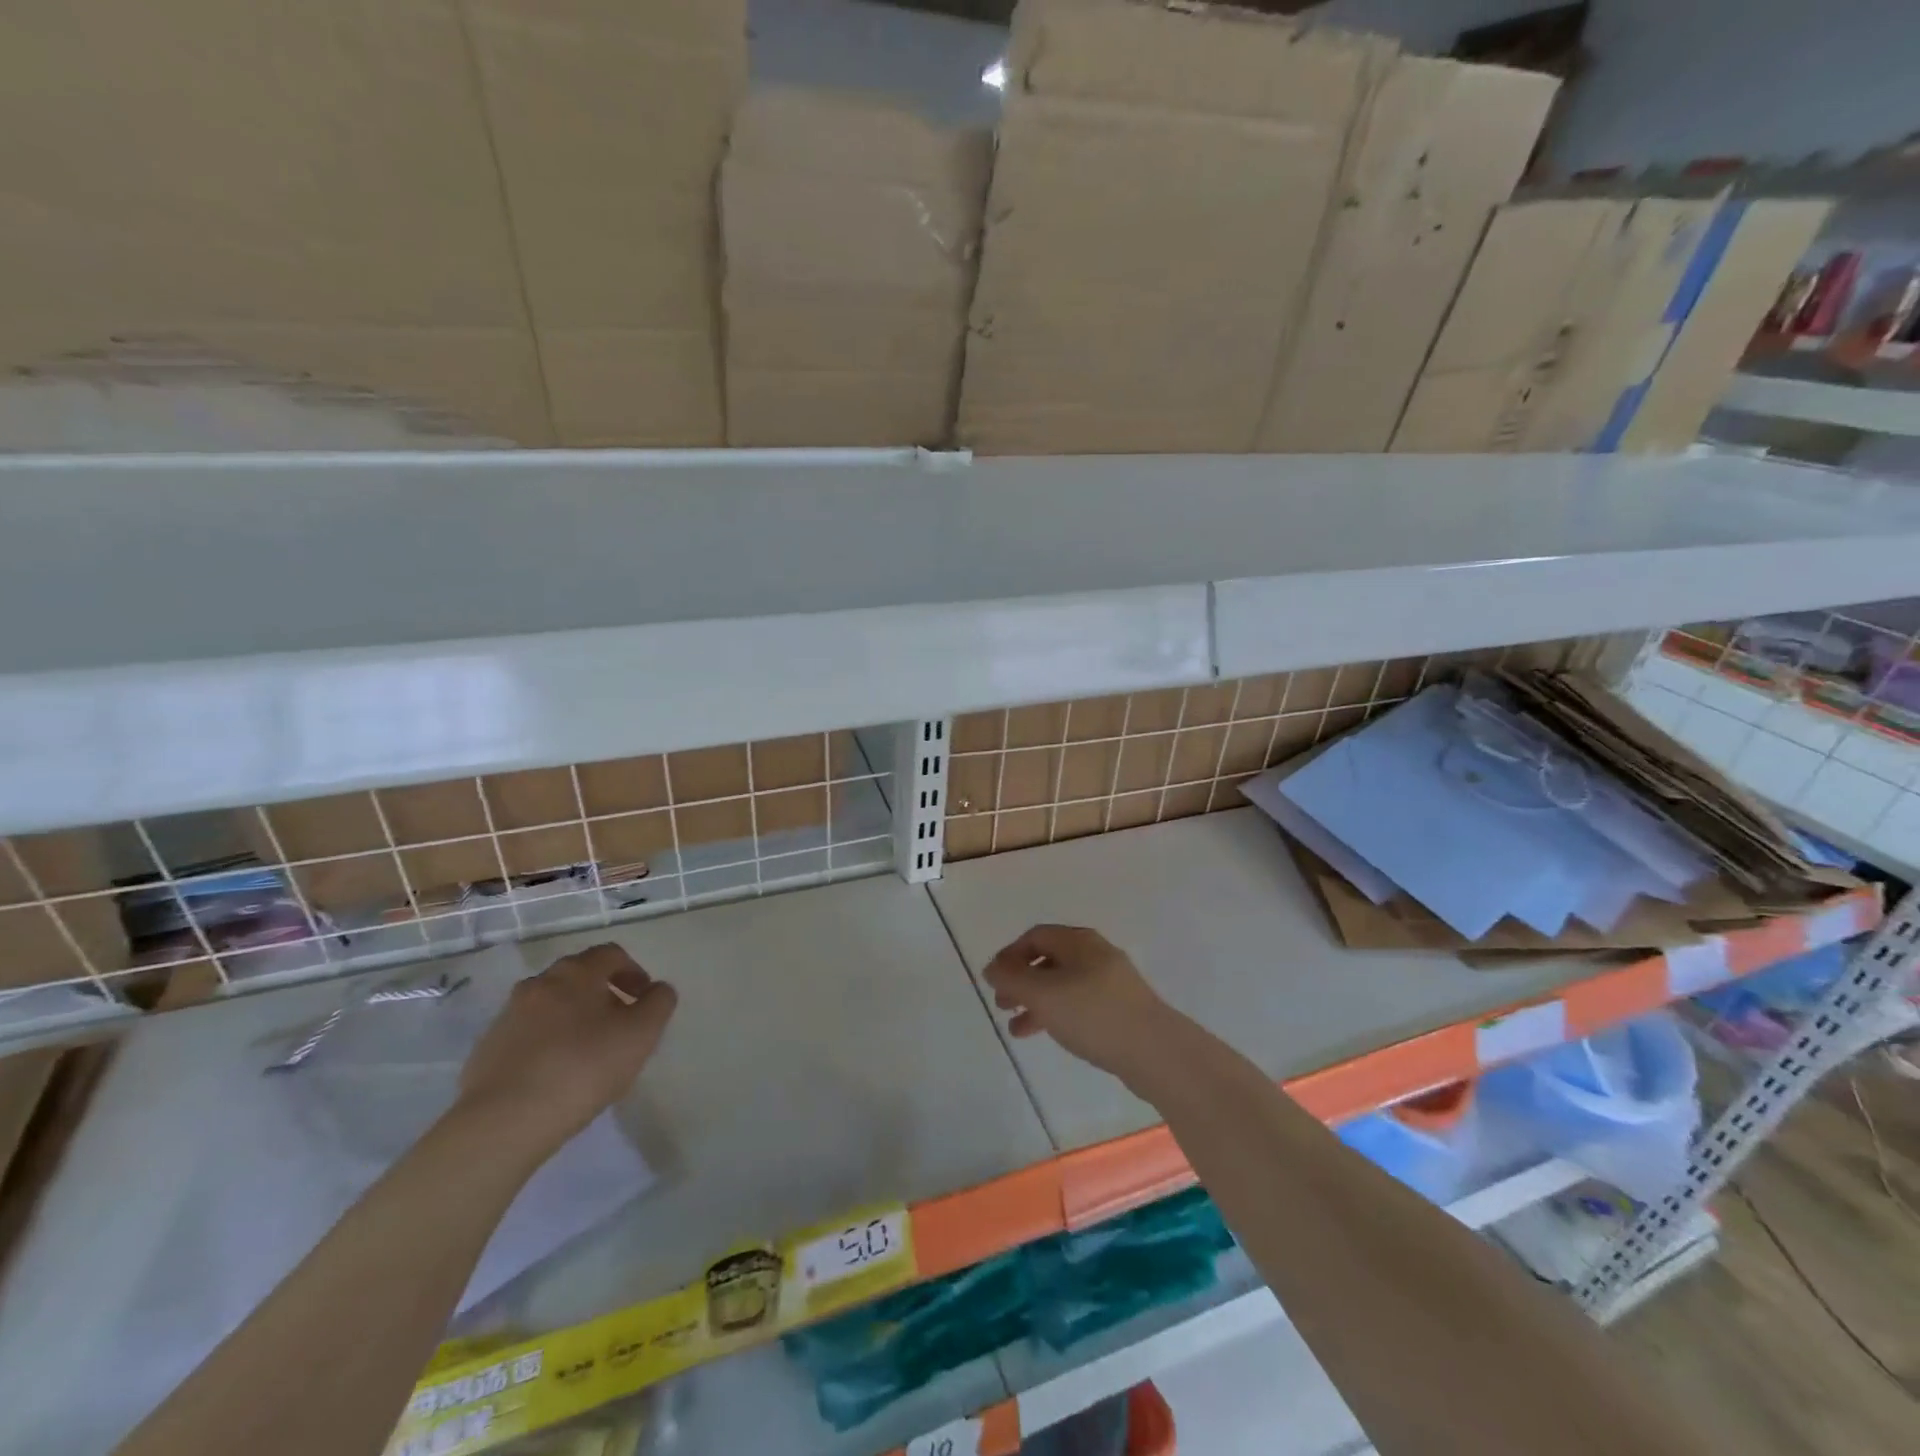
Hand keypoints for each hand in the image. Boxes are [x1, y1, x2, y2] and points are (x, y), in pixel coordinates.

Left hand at [454, 943, 676, 1155]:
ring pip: (551, 1005)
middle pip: (579, 977)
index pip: (612, 954)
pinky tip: (556, 1075)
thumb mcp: (642, 1033)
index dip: (634, 972)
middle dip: (603, 994)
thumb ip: (659, 1002)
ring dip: (573, 1019)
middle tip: (619, 1026)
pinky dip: (547, 1043)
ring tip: (588, 1054)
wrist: (503, 1122)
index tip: (644, 1001)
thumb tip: (657, 990)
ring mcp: (508, 1016)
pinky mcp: (487, 1050)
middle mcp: (539, 983)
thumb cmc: (583, 1067)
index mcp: (576, 972)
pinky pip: (528, 1035)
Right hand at [982, 924, 1175, 1084]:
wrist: (1156, 1052)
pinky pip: (1080, 1004)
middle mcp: (1096, 954)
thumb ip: (1012, 978)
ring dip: (1036, 1002)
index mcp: (1079, 942)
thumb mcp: (1043, 994)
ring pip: (1063, 985)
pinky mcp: (1121, 1010)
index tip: (993, 980)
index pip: (1035, 936)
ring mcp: (1112, 982)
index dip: (1009, 955)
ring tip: (1016, 1029)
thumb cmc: (1093, 1014)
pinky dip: (1058, 1015)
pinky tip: (1049, 1035)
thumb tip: (991, 967)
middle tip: (1001, 1004)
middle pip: (1049, 960)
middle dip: (1021, 980)